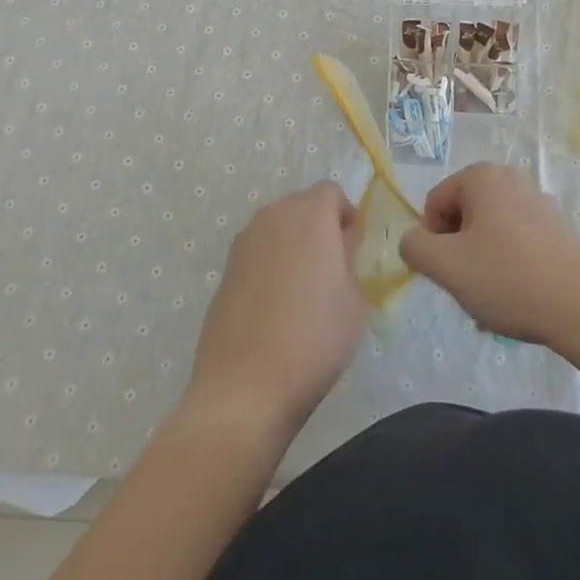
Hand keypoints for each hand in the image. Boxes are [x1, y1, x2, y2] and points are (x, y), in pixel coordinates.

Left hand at [184, 181, 365, 437]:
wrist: (245, 387)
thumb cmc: (314, 339)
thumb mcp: (354, 300)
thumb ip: (348, 259)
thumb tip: (339, 243)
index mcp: (309, 216)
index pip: (330, 192)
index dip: (345, 214)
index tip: (352, 248)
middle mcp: (272, 217)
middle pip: (301, 205)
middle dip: (319, 225)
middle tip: (332, 267)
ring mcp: (243, 243)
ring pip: (277, 227)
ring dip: (293, 243)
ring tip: (303, 288)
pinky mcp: (225, 270)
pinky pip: (257, 252)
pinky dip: (270, 264)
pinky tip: (275, 305)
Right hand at [399, 162, 579, 344]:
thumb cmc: (507, 277)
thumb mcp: (445, 265)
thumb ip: (414, 246)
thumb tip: (414, 241)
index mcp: (482, 176)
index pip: (435, 203)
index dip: (432, 239)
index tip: (447, 270)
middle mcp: (512, 179)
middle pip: (463, 217)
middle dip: (458, 253)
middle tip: (468, 287)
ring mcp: (539, 203)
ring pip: (489, 235)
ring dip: (481, 266)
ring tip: (492, 302)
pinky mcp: (559, 230)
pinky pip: (517, 245)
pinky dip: (508, 268)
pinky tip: (516, 302)